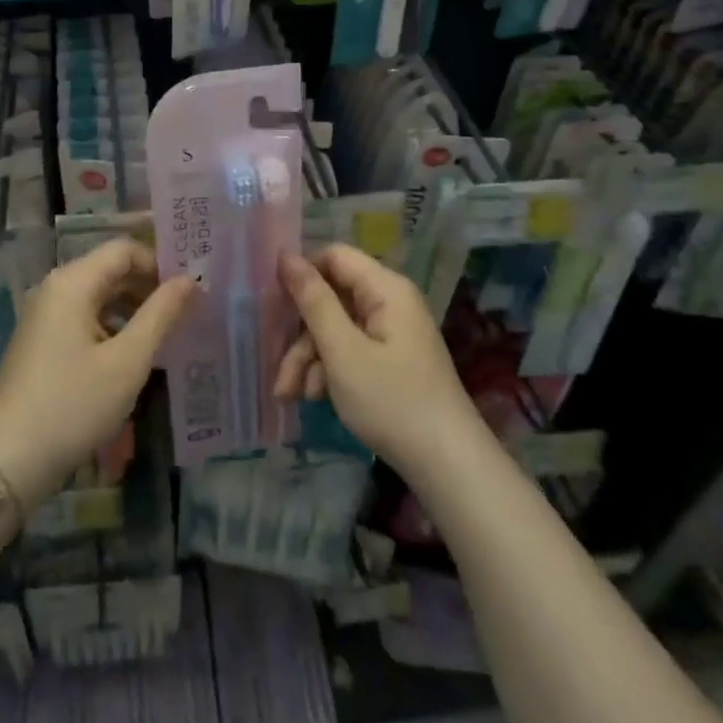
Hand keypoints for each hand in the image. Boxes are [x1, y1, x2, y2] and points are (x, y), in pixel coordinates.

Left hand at [0, 240, 191, 510]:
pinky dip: (111, 328)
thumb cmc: (73, 405)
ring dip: (132, 309)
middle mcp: (55, 289)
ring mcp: (44, 316)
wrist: (7, 461)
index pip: (124, 250)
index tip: (190, 289)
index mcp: (72, 282)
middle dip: (148, 287)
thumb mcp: (128, 362)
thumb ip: (161, 314)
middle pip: (110, 270)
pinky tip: (131, 357)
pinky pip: (84, 319)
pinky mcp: (41, 342)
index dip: (159, 263)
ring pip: (98, 297)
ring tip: (165, 336)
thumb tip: (189, 280)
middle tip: (186, 312)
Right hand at [273, 245, 481, 477]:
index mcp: (385, 289)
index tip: (274, 305)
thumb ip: (313, 301)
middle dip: (302, 335)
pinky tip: (316, 398)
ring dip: (311, 359)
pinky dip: (330, 371)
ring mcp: (392, 333)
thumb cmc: (392, 402)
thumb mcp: (342, 351)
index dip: (302, 275)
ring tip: (292, 395)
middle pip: (332, 298)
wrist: (448, 466)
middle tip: (281, 372)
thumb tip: (285, 255)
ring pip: (337, 329)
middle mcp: (390, 303)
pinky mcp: (392, 360)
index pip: (334, 256)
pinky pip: (351, 350)